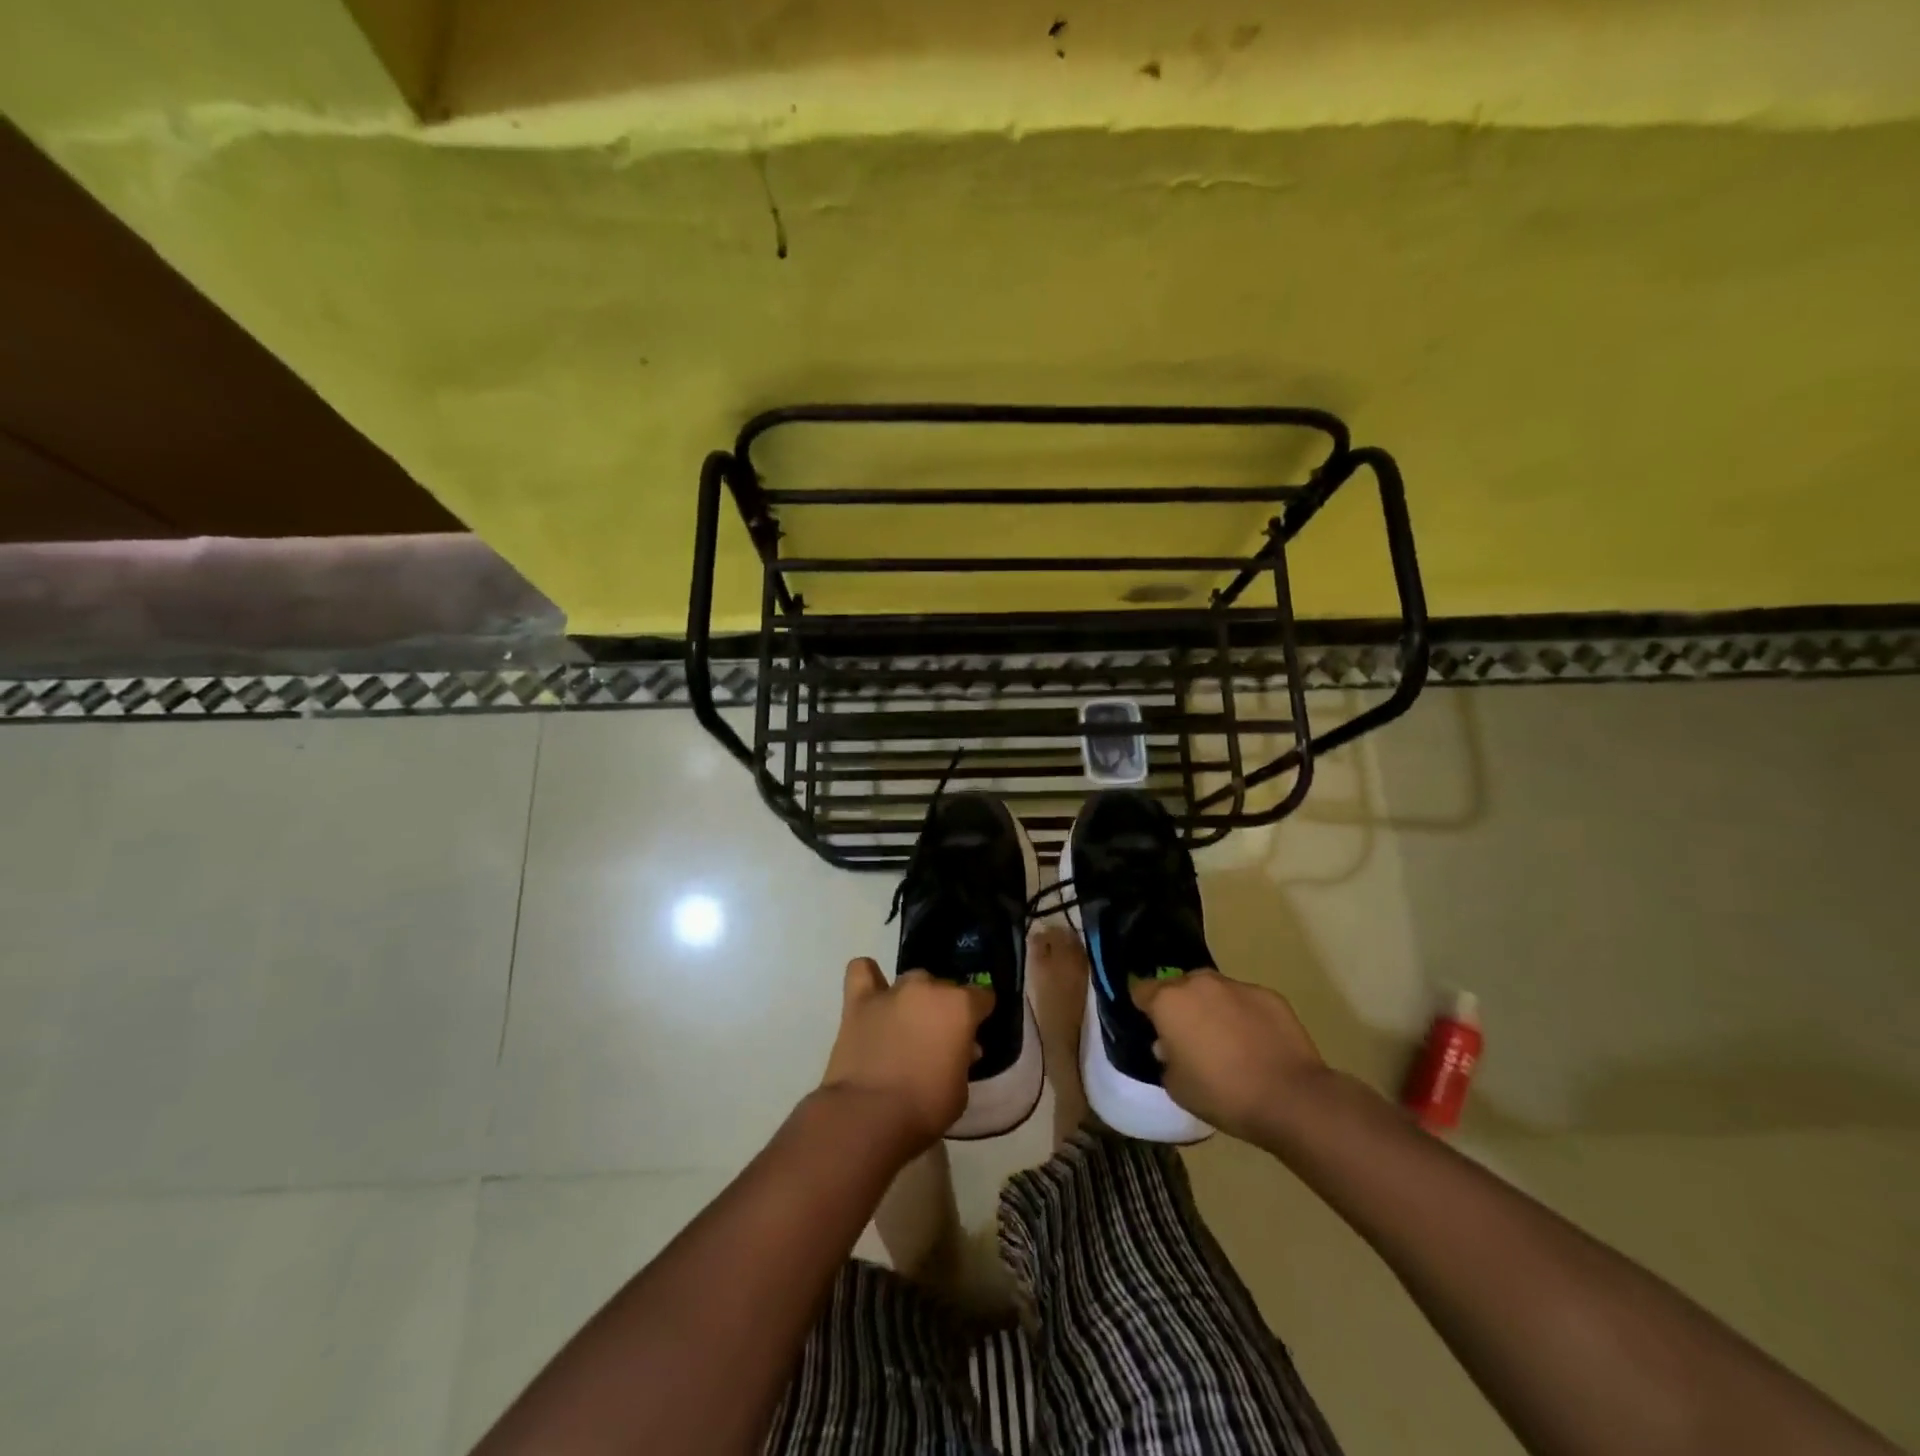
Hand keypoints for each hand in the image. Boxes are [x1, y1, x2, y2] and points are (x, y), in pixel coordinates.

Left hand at [820, 958, 991, 1154]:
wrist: (868, 1115)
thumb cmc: (924, 1108)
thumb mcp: (960, 1090)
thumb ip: (963, 1060)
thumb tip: (962, 1048)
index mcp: (960, 1007)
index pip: (982, 996)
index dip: (980, 1014)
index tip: (975, 1033)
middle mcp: (928, 988)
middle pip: (944, 987)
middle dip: (945, 1008)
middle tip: (938, 1038)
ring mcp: (892, 991)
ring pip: (911, 980)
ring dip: (914, 997)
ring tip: (907, 1022)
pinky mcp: (858, 1001)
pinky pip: (862, 970)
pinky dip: (869, 978)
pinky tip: (873, 995)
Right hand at [1130, 971, 1327, 1143]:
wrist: (1290, 1098)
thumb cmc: (1222, 1094)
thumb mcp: (1176, 1086)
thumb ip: (1165, 1059)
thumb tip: (1170, 1046)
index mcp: (1168, 1001)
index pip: (1141, 991)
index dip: (1144, 1009)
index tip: (1152, 1029)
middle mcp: (1199, 983)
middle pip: (1179, 986)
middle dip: (1180, 1006)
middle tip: (1190, 1038)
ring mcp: (1236, 985)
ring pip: (1213, 990)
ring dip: (1212, 1008)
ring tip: (1226, 1041)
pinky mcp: (1268, 994)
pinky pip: (1245, 1000)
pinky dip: (1244, 1015)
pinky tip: (1256, 1044)